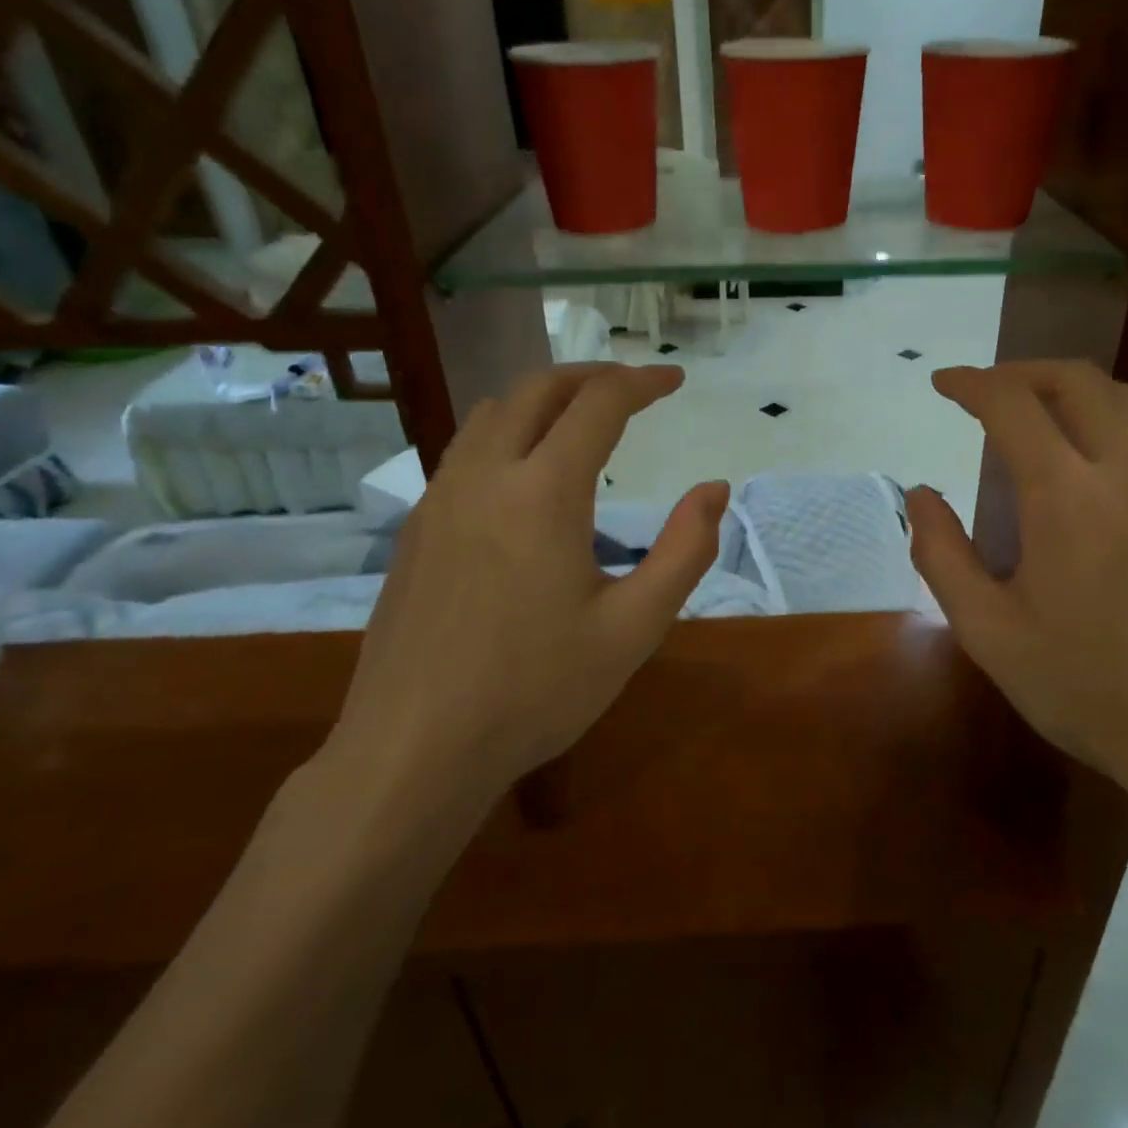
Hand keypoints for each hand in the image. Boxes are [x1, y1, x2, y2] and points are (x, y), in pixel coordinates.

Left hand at [326, 365, 726, 834]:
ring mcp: (439, 499)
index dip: (641, 382)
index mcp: (542, 492)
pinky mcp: (415, 528)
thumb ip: (684, 551)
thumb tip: (714, 489)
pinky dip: (506, 432)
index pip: (598, 404)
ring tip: (581, 419)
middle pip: (537, 389)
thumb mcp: (634, 628)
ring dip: (543, 399)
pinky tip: (524, 475)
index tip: (674, 381)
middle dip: (591, 376)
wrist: (412, 751)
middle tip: (632, 388)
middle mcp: (484, 476)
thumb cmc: (535, 691)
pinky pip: (464, 449)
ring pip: (491, 412)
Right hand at [905, 362, 1127, 816]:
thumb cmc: (1087, 689)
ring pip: (1127, 402)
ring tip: (1038, 422)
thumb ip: (942, 554)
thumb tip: (920, 495)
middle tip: (987, 394)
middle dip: (1023, 372)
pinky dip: (1111, 426)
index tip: (943, 384)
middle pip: (1078, 381)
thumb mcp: (988, 631)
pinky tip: (1093, 475)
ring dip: (1073, 393)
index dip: (971, 383)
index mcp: (1068, 497)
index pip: (1013, 404)